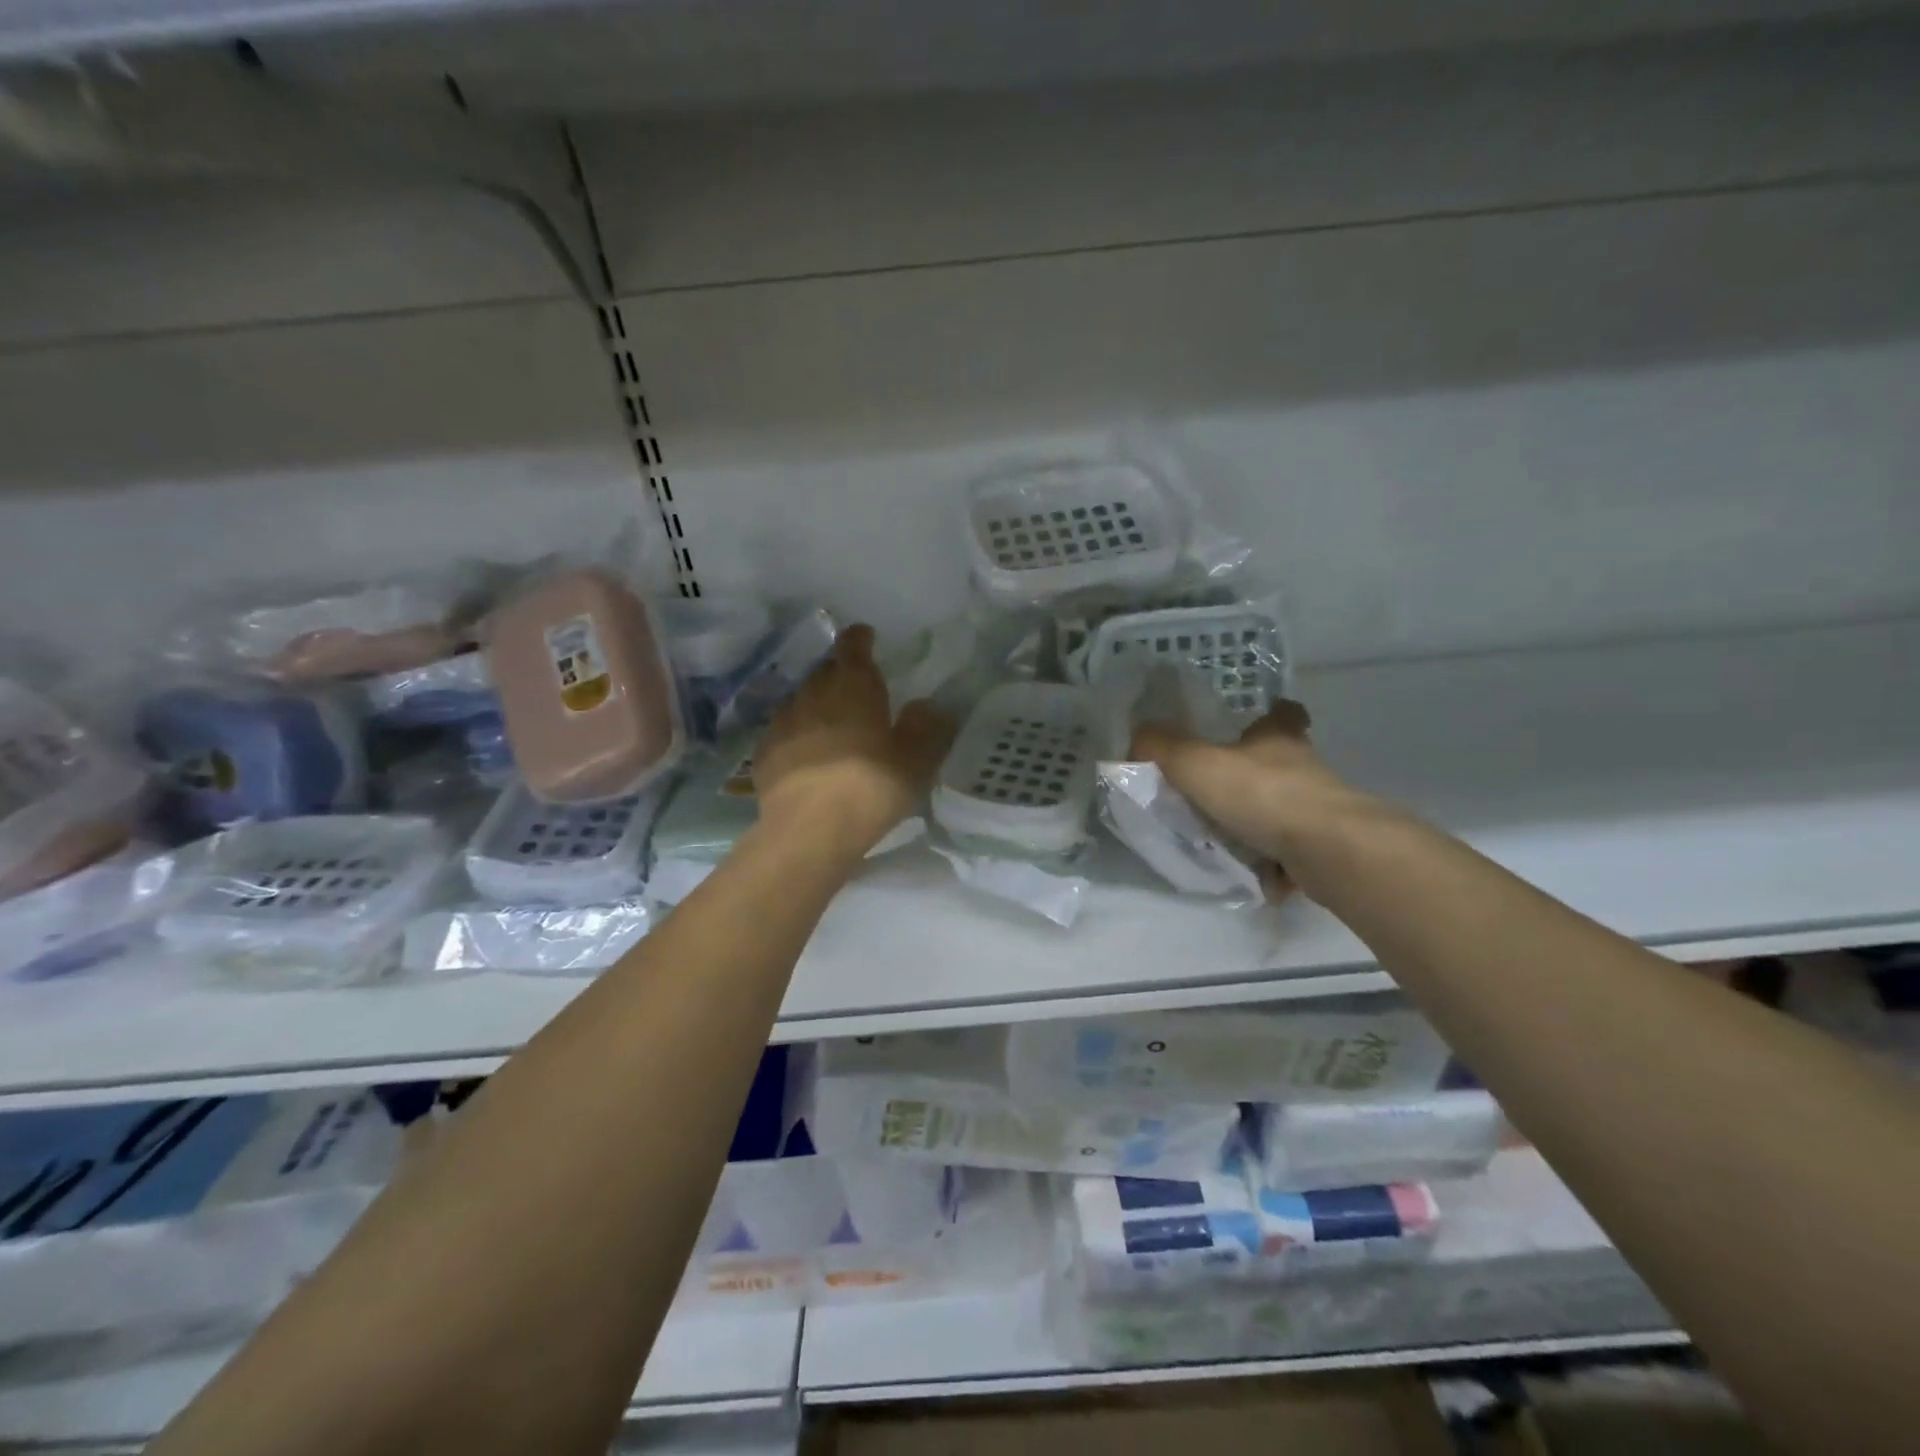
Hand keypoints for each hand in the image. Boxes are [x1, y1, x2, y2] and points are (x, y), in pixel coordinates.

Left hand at [754, 624, 954, 856]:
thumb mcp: (916, 760)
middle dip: (840, 673)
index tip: (866, 637)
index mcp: (854, 686)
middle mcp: (814, 693)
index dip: (860, 638)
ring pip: (802, 699)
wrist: (809, 830)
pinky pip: (785, 731)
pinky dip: (798, 734)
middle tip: (857, 688)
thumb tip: (927, 705)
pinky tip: (807, 754)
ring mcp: (783, 721)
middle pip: (826, 670)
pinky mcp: (764, 752)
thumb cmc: (871, 787)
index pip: (853, 645)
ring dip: (817, 704)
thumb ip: (926, 727)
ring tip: (832, 723)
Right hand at [1131, 700, 1360, 865]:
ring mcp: (1320, 810)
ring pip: (1286, 809)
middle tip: (1219, 793)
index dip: (1270, 714)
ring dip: (1262, 822)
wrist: (1327, 851)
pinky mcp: (1327, 848)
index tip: (1254, 723)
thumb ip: (1161, 748)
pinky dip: (1274, 863)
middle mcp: (1305, 769)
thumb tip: (1136, 737)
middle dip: (1254, 777)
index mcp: (1278, 739)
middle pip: (1282, 764)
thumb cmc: (1262, 795)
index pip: (1282, 713)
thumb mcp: (1196, 764)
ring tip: (1225, 840)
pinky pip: (1292, 853)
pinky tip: (1251, 874)